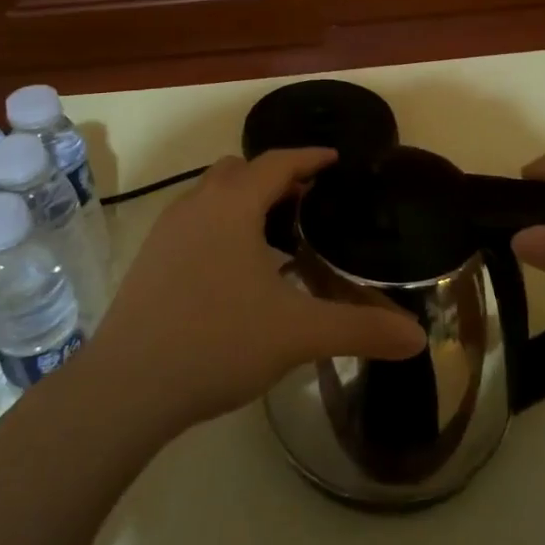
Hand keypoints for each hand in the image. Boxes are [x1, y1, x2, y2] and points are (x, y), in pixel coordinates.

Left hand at [90, 149, 424, 433]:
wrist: (126, 387)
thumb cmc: (217, 342)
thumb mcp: (298, 334)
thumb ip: (361, 329)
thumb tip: (418, 338)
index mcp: (232, 206)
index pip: (277, 162)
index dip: (310, 157)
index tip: (335, 160)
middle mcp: (195, 206)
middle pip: (239, 172)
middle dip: (276, 178)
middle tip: (309, 202)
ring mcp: (165, 233)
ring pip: (211, 197)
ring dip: (245, 203)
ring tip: (276, 238)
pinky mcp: (149, 261)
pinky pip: (194, 224)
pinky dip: (221, 228)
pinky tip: (236, 273)